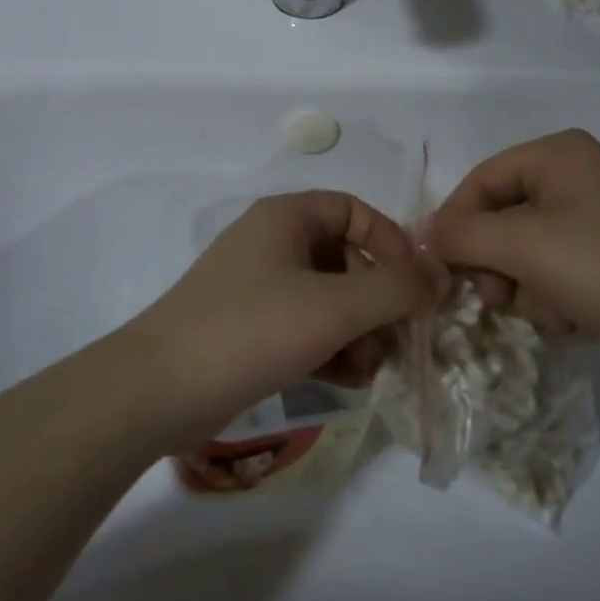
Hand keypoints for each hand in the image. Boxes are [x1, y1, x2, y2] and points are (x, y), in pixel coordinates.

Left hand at [123, 191, 447, 441]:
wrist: (157, 390)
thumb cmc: (251, 329)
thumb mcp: (334, 307)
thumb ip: (395, 288)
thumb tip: (441, 272)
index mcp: (287, 217)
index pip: (355, 210)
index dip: (391, 242)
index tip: (415, 285)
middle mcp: (272, 241)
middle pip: (345, 257)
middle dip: (376, 300)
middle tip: (395, 340)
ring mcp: (257, 285)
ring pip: (327, 296)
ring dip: (357, 330)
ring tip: (368, 370)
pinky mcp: (248, 325)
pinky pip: (304, 324)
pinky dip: (329, 346)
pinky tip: (345, 381)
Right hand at [428, 130, 599, 383]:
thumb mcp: (524, 247)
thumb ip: (462, 237)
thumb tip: (425, 237)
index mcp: (557, 155)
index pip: (480, 181)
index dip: (453, 225)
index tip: (439, 271)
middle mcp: (578, 176)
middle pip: (504, 219)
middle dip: (497, 265)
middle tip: (499, 300)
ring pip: (531, 252)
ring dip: (530, 289)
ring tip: (555, 313)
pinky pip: (564, 271)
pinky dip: (560, 299)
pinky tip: (580, 321)